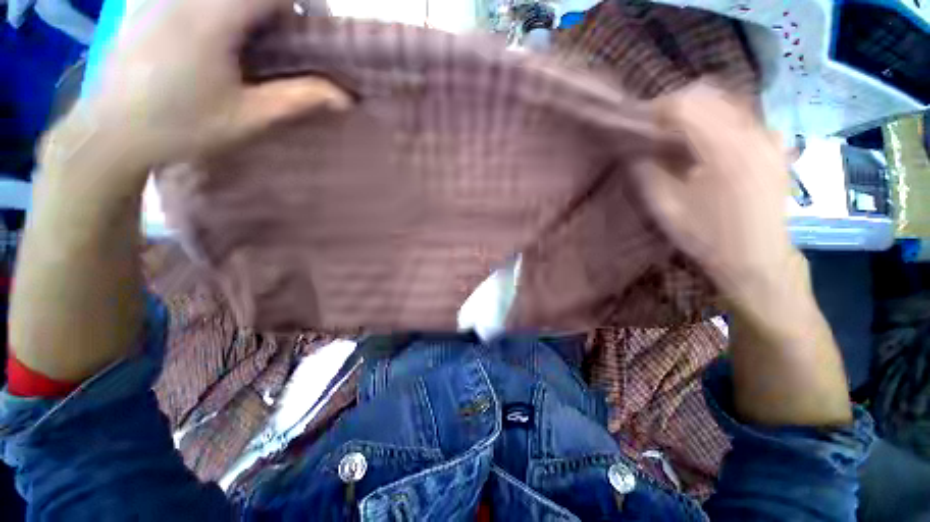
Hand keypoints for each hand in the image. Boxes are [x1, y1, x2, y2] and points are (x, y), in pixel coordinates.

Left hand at [61, 0, 348, 169]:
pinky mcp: (151, 5)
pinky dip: (223, 10)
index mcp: (213, 17)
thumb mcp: (249, 117)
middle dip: (278, 7)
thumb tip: (346, 97)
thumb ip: (299, 99)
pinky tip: (223, 39)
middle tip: (290, 38)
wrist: (110, 133)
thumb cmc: (182, 127)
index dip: (303, 1)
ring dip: (251, 9)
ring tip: (259, 41)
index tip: (315, 27)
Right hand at [633, 84, 798, 302]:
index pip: (686, 106)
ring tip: (676, 132)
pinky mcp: (775, 145)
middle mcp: (753, 133)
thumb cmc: (706, 237)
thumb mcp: (665, 208)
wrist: (757, 258)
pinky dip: (719, 117)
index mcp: (724, 150)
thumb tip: (635, 149)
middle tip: (654, 127)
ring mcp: (769, 137)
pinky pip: (744, 115)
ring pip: (728, 100)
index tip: (638, 124)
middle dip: (675, 105)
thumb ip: (647, 172)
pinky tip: (707, 138)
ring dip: (697, 109)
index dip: (656, 109)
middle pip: (709, 95)